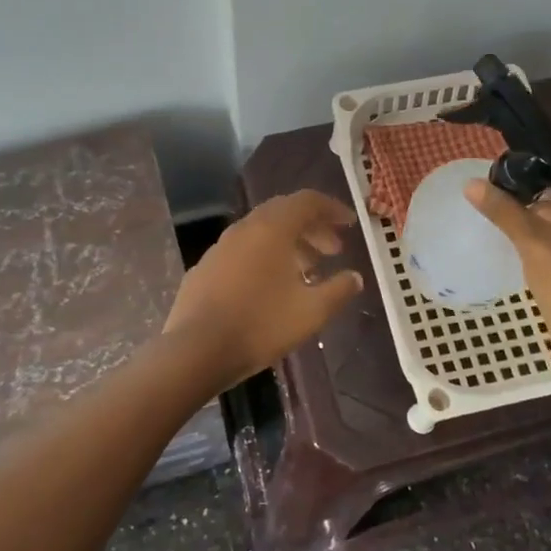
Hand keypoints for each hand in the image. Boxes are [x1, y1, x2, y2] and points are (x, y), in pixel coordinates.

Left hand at [164, 190, 365, 388]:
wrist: (196, 350)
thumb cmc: (261, 325)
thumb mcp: (311, 311)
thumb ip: (338, 290)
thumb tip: (354, 277)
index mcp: (272, 228)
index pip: (307, 201)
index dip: (332, 208)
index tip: (350, 224)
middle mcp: (245, 228)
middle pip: (284, 213)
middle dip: (312, 227)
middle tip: (333, 250)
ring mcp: (221, 247)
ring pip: (262, 232)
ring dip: (289, 244)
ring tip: (308, 271)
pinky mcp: (205, 268)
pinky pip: (243, 251)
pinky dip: (265, 257)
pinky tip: (271, 287)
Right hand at [464, 174, 550, 352]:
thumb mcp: (532, 241)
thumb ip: (503, 210)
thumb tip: (470, 184)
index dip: (536, 166)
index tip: (503, 166)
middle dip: (530, 193)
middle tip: (493, 187)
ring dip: (532, 217)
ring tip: (496, 209)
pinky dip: (540, 237)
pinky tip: (513, 238)